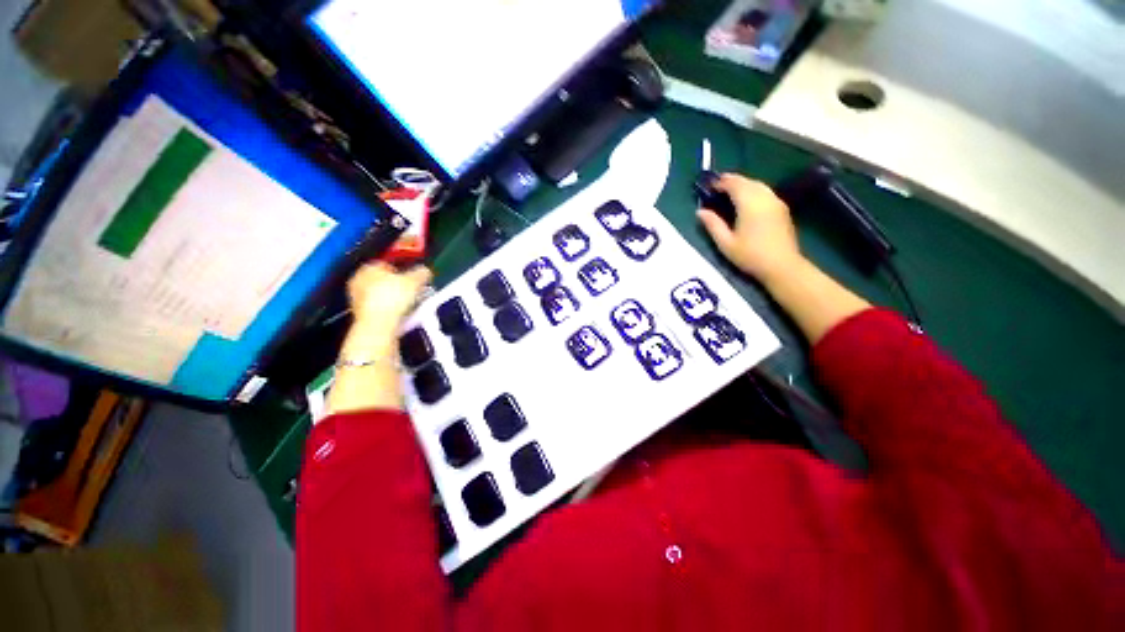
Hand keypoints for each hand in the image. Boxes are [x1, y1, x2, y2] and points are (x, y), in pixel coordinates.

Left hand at [341, 263, 431, 357]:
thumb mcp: (414, 281)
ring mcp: (358, 299)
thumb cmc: (391, 299)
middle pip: (384, 280)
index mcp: (368, 267)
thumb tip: (425, 271)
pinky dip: (391, 310)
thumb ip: (421, 273)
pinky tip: (402, 315)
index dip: (403, 270)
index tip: (414, 277)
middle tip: (413, 291)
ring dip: (396, 299)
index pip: (387, 264)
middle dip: (399, 285)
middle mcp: (358, 281)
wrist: (378, 324)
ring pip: (383, 295)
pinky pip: (381, 308)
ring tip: (410, 305)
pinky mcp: (362, 314)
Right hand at [697, 174, 802, 282]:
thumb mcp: (726, 243)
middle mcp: (764, 198)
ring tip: (731, 191)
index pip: (734, 184)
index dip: (721, 182)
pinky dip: (754, 190)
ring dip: (744, 184)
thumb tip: (700, 211)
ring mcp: (776, 202)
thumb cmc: (750, 256)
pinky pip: (766, 192)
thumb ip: (713, 224)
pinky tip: (747, 200)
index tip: (710, 185)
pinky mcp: (782, 209)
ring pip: (758, 185)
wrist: (782, 265)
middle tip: (718, 186)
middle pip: (747, 182)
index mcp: (749, 204)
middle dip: (733, 181)